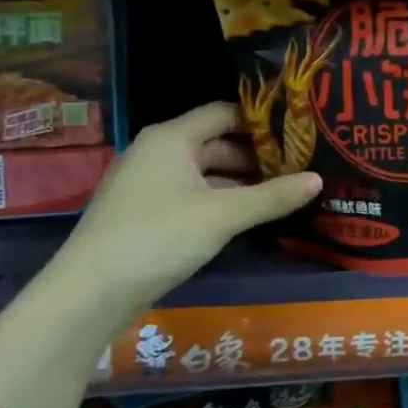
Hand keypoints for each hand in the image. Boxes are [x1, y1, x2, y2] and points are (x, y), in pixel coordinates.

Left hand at [53, 102, 321, 312]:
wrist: (89, 294)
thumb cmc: (159, 237)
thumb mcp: (223, 216)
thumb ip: (272, 196)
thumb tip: (318, 179)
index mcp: (172, 138)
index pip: (225, 113)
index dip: (261, 121)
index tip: (298, 130)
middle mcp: (157, 151)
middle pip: (216, 142)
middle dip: (256, 155)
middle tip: (299, 164)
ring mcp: (146, 183)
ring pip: (204, 171)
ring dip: (239, 180)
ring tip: (281, 191)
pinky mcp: (143, 212)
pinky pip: (190, 193)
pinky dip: (219, 199)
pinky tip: (245, 216)